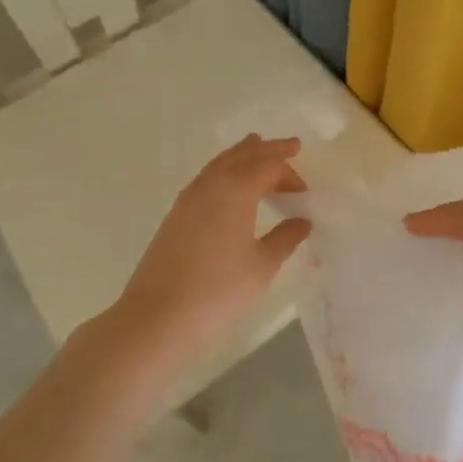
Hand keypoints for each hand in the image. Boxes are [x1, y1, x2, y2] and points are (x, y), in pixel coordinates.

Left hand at [107, 136, 310, 378]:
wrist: (158, 316)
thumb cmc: (218, 290)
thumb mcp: (262, 266)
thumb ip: (285, 238)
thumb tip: (302, 221)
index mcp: (236, 190)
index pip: (268, 166)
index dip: (290, 174)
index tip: (304, 192)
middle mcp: (211, 185)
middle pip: (242, 155)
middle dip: (267, 149)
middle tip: (290, 145)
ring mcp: (188, 198)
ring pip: (219, 163)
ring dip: (242, 155)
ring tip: (256, 148)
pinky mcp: (175, 215)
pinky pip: (206, 178)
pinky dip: (224, 171)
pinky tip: (228, 186)